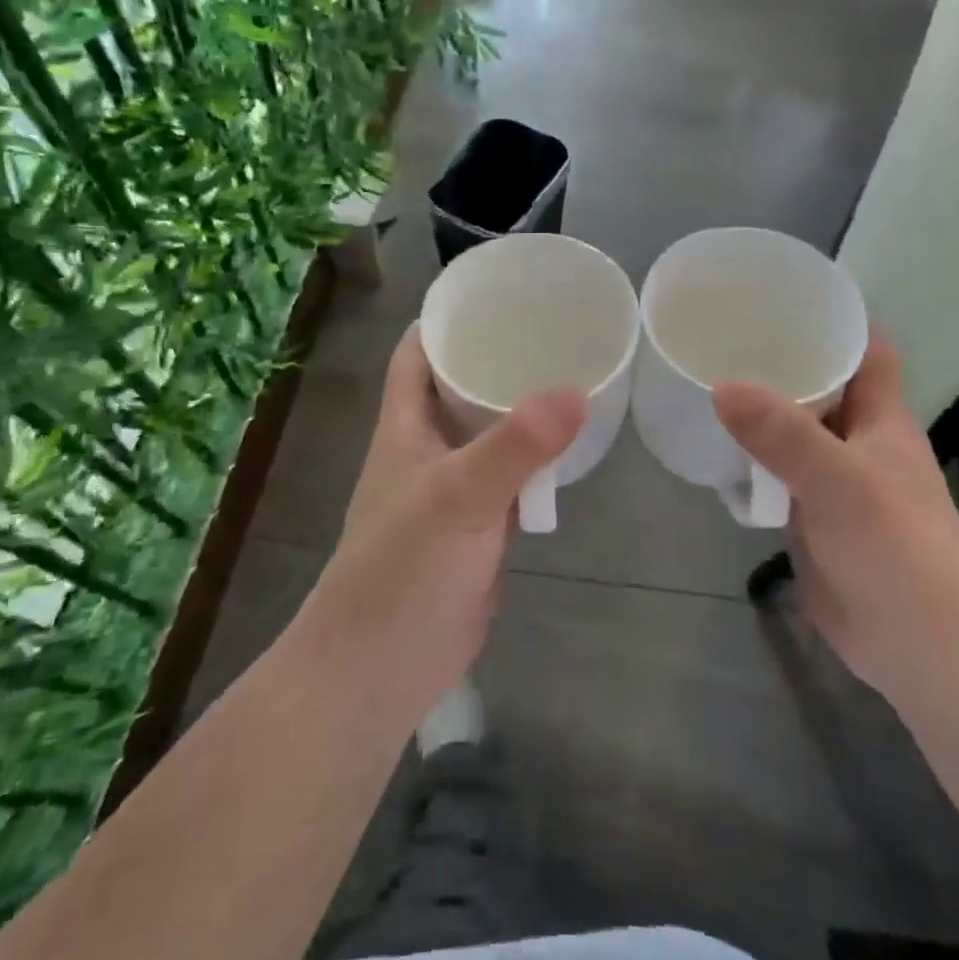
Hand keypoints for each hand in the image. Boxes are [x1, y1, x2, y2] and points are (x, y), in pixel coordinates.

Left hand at [297, 324, 585, 722]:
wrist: (382, 668)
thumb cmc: (402, 570)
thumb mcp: (458, 497)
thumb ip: (515, 446)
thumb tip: (576, 390)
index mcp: (405, 425)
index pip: (417, 353)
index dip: (446, 318)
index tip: (495, 291)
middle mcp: (425, 448)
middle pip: (458, 385)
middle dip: (496, 356)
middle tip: (554, 327)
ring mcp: (452, 489)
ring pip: (487, 432)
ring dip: (518, 408)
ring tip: (572, 372)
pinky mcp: (477, 527)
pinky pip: (508, 477)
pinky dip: (533, 460)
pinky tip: (569, 445)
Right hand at [713, 332, 958, 697]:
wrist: (919, 646)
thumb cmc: (895, 548)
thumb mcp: (839, 480)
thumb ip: (782, 433)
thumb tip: (722, 385)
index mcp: (882, 420)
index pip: (867, 350)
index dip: (836, 317)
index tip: (784, 293)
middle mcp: (859, 442)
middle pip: (822, 386)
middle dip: (780, 359)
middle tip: (722, 332)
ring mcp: (834, 482)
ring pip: (794, 432)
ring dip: (760, 411)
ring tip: (706, 378)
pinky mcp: (812, 518)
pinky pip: (776, 475)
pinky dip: (749, 460)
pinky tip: (713, 448)